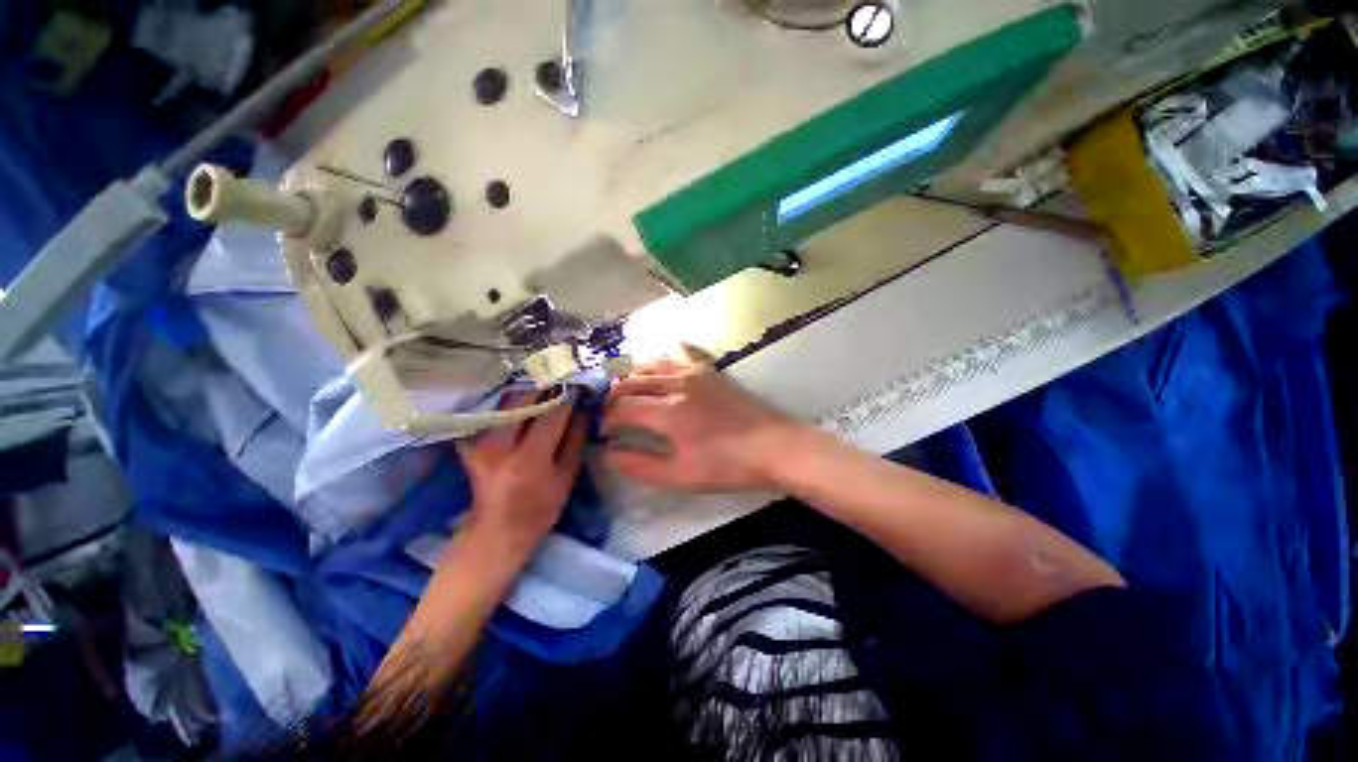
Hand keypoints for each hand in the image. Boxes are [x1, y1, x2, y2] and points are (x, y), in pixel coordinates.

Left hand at [456, 393, 586, 557]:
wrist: (497, 531)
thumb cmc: (540, 508)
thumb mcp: (566, 477)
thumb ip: (576, 439)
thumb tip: (585, 409)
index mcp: (529, 459)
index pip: (551, 415)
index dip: (567, 397)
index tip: (579, 385)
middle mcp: (499, 446)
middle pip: (521, 399)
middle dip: (544, 386)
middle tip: (561, 380)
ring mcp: (479, 443)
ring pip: (505, 402)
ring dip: (527, 392)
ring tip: (545, 389)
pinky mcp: (469, 443)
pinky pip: (493, 412)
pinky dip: (510, 404)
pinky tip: (524, 404)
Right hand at [602, 348, 799, 492]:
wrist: (774, 446)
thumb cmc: (727, 466)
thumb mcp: (680, 476)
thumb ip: (640, 465)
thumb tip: (607, 454)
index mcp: (667, 413)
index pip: (623, 410)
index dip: (607, 421)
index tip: (603, 432)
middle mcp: (676, 385)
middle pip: (634, 382)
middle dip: (614, 395)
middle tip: (609, 410)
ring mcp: (696, 374)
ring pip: (655, 363)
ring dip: (636, 373)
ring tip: (629, 385)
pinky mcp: (713, 372)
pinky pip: (687, 353)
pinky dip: (673, 352)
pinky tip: (670, 350)